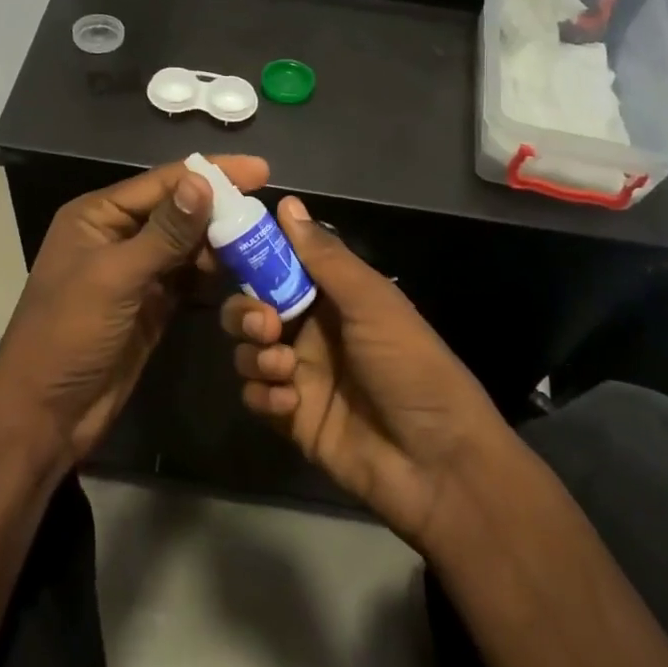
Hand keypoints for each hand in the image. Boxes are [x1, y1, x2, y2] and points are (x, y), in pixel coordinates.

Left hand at [0, 155, 269, 464]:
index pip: (162, 182)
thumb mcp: (116, 278)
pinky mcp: (151, 304)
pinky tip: (244, 271)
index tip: (261, 170)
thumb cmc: (70, 334)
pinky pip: (188, 278)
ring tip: (264, 240)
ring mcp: (136, 272)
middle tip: (268, 211)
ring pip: (187, 245)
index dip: (212, 173)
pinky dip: (213, 274)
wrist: (45, 413)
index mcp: (98, 216)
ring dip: (221, 242)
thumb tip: (202, 181)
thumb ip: (164, 232)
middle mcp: (118, 236)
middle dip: (221, 208)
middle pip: (178, 210)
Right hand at [221, 196, 504, 546]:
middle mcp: (313, 331)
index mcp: (335, 298)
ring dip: (255, 355)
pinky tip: (288, 404)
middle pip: (254, 308)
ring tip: (283, 370)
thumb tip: (287, 203)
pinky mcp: (293, 418)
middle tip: (265, 326)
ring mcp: (301, 375)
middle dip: (247, 313)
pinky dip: (262, 394)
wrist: (437, 464)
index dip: (255, 258)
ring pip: (249, 351)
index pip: (281, 267)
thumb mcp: (373, 303)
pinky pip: (256, 395)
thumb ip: (325, 257)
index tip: (229, 252)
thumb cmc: (410, 367)